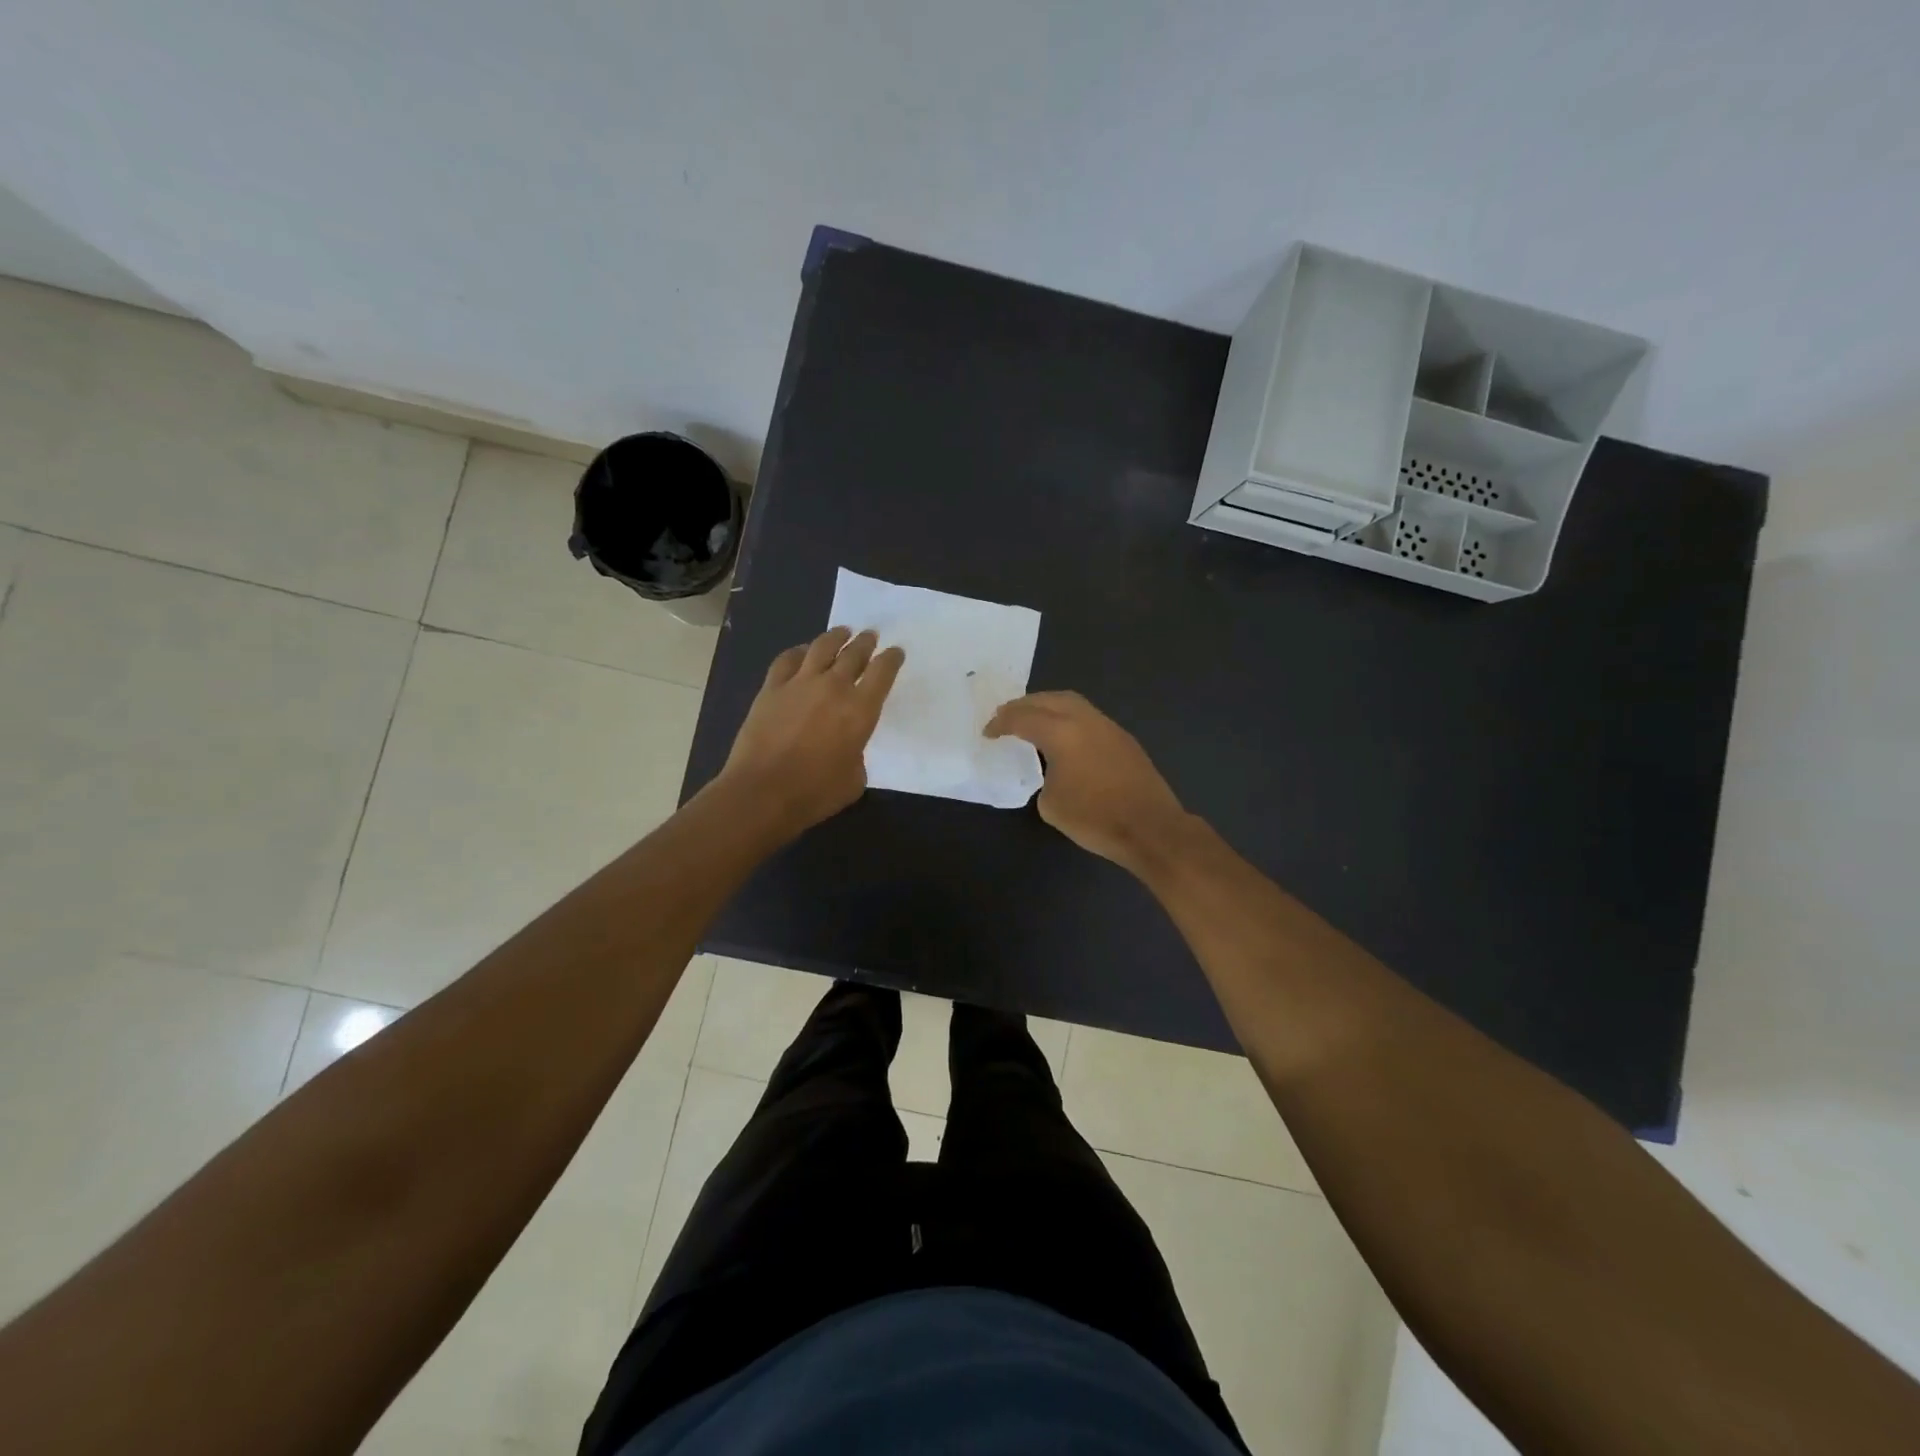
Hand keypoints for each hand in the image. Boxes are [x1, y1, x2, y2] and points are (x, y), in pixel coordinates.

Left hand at [718, 627, 904, 837]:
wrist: (763, 792)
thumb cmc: (815, 793)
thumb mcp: (854, 779)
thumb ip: (857, 754)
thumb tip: (847, 746)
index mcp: (861, 709)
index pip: (883, 671)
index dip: (892, 658)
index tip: (895, 652)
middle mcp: (833, 687)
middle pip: (854, 653)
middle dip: (866, 642)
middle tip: (870, 636)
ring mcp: (799, 683)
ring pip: (822, 647)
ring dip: (836, 637)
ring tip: (842, 633)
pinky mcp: (771, 688)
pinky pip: (787, 660)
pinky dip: (798, 652)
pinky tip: (802, 652)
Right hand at [984, 691, 1189, 872]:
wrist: (1150, 828)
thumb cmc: (1095, 818)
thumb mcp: (1051, 804)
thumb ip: (1043, 777)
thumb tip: (1052, 770)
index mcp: (1061, 733)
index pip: (1022, 718)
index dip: (1001, 723)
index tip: (988, 733)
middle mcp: (1085, 720)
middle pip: (1048, 699)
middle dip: (1024, 705)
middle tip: (1006, 718)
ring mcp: (1108, 727)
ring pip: (1072, 703)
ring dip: (1048, 707)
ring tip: (1033, 722)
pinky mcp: (1123, 739)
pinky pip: (1088, 718)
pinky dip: (1068, 719)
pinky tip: (1064, 738)